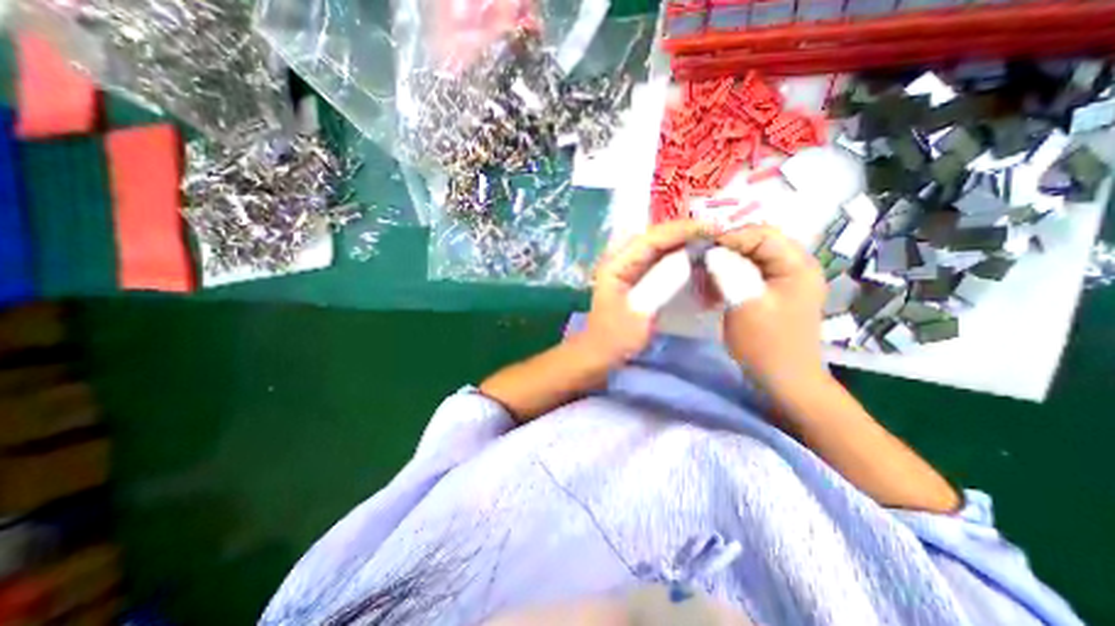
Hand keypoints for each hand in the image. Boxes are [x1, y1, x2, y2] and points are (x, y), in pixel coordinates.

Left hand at [579, 220, 707, 363]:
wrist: (601, 352)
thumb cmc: (617, 337)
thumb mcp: (640, 312)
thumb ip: (661, 284)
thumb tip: (687, 258)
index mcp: (615, 265)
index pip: (650, 238)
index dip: (680, 230)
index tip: (710, 228)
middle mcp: (619, 259)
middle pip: (653, 236)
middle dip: (682, 231)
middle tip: (713, 231)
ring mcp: (626, 267)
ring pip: (655, 245)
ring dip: (680, 240)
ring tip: (707, 238)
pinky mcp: (633, 276)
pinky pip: (656, 258)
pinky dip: (674, 254)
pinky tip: (691, 254)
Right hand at [714, 225, 826, 395]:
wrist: (784, 379)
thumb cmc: (765, 344)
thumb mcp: (744, 304)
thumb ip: (729, 271)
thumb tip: (711, 250)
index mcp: (797, 265)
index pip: (761, 233)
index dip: (729, 236)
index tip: (700, 247)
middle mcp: (796, 266)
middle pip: (757, 243)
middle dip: (726, 249)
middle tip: (700, 259)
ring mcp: (786, 279)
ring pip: (751, 257)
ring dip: (726, 263)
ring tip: (705, 274)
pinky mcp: (775, 291)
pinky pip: (750, 272)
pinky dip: (730, 275)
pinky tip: (715, 288)